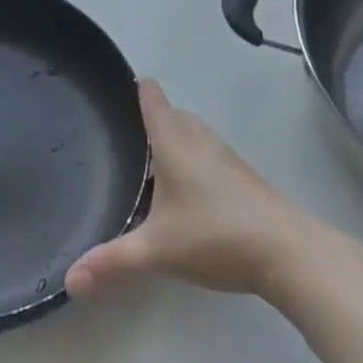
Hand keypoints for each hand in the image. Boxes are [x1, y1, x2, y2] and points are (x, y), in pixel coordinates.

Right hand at [66, 79, 322, 300]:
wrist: (293, 255)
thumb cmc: (217, 237)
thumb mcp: (157, 251)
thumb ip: (112, 262)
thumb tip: (69, 281)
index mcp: (175, 145)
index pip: (154, 102)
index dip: (139, 88)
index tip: (123, 82)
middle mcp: (201, 144)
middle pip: (176, 115)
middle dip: (156, 115)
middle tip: (128, 129)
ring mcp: (229, 161)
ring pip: (197, 136)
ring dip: (178, 139)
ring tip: (154, 159)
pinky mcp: (248, 182)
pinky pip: (212, 158)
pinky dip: (196, 162)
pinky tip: (190, 192)